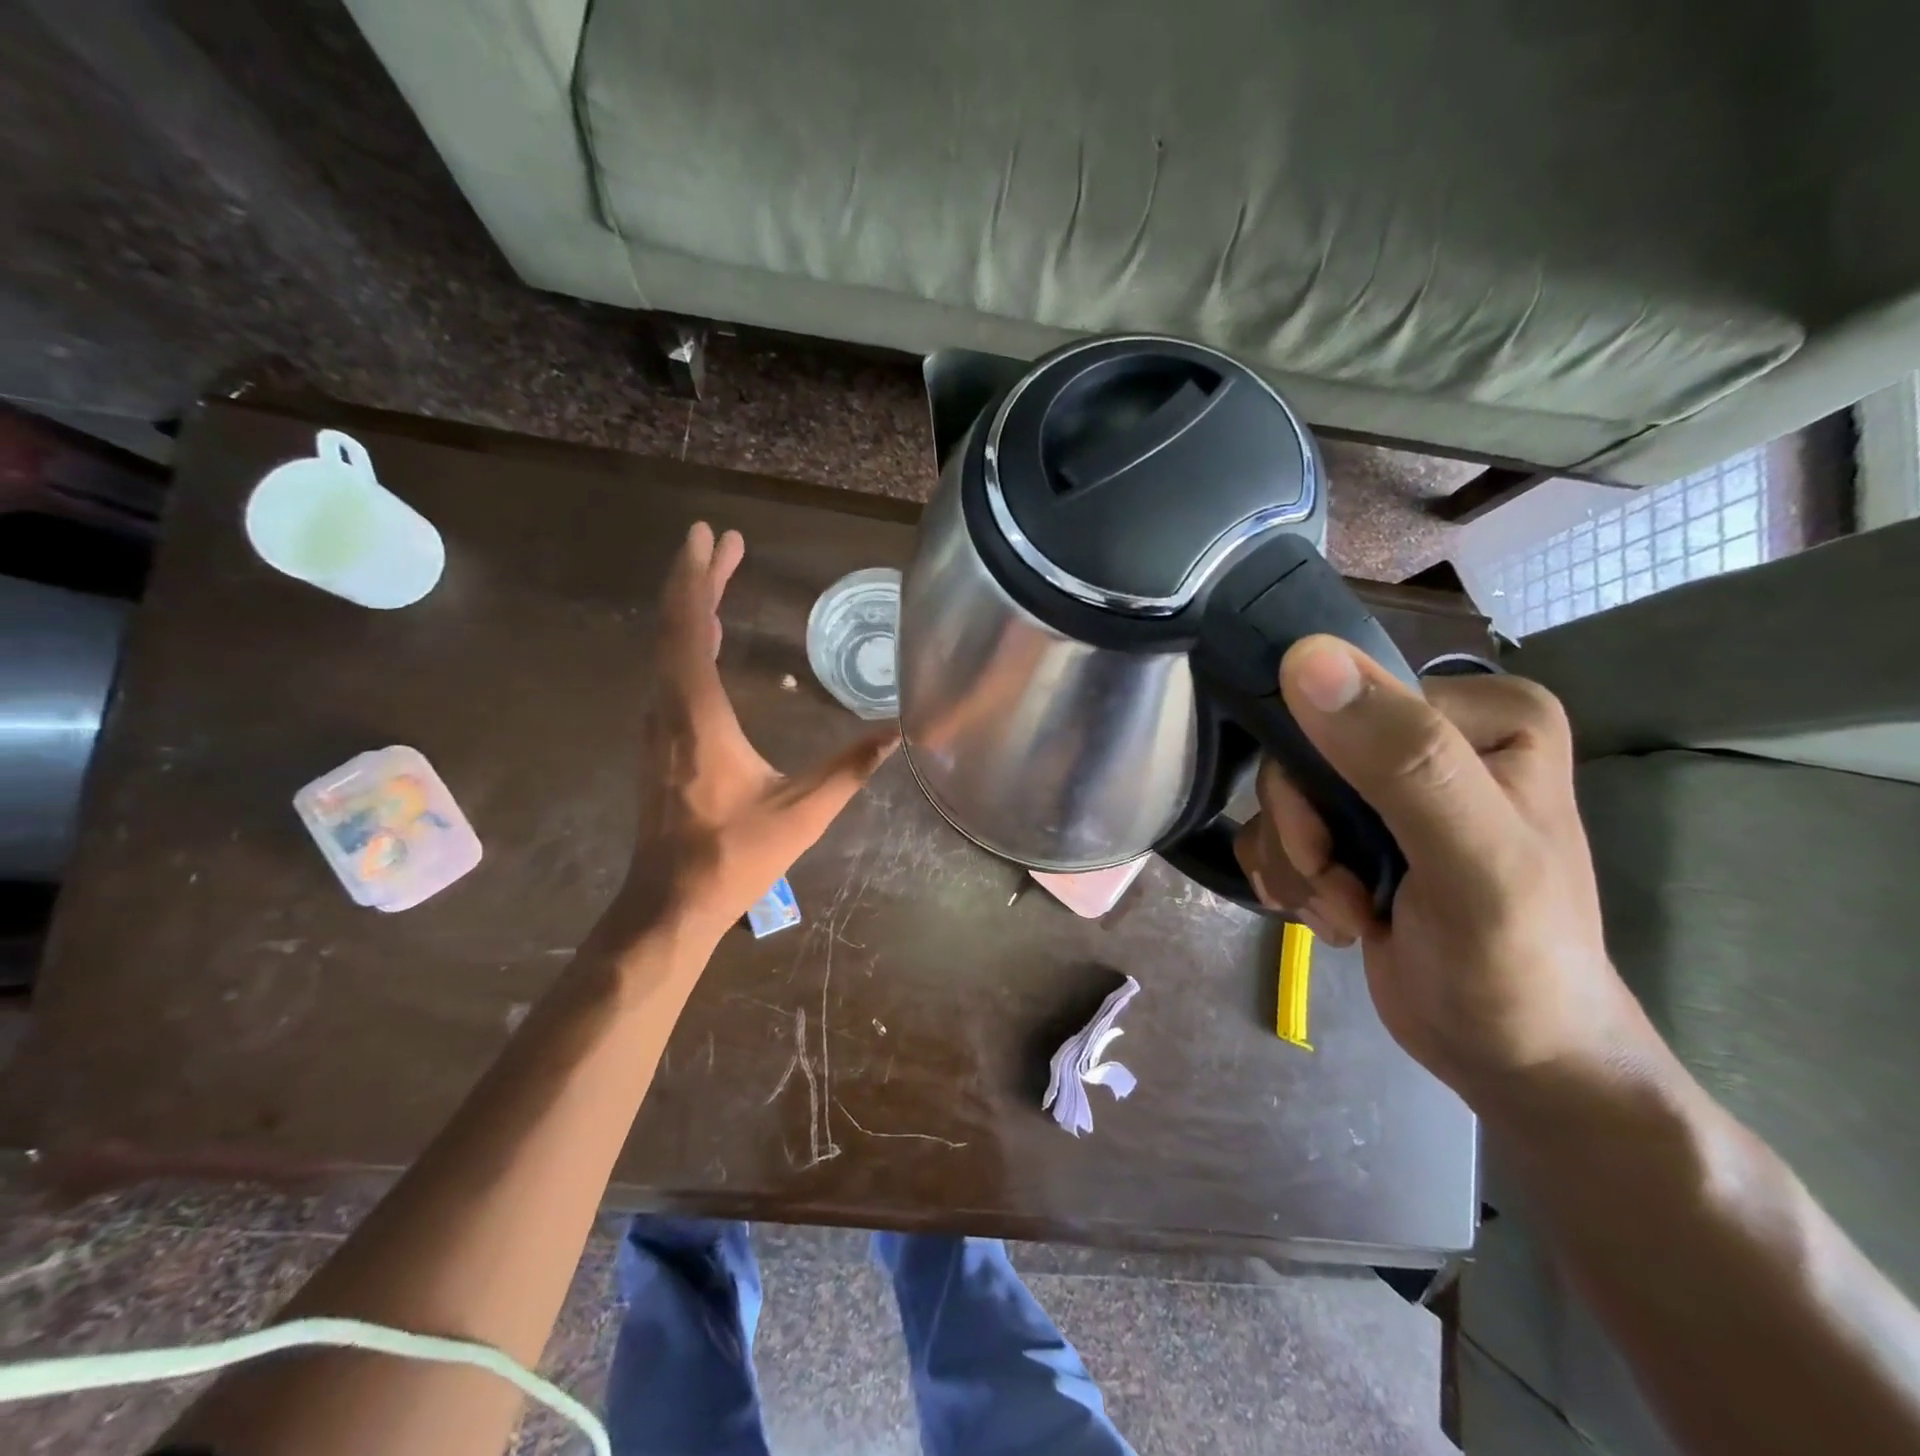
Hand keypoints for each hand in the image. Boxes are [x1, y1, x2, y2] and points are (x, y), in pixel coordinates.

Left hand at [604, 523, 896, 947]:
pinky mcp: (660, 744)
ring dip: (692, 608)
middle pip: (674, 628)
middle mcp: (668, 710)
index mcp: (698, 716)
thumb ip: (850, 769)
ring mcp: (658, 727)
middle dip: (696, 579)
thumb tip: (898, 732)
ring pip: (667, 650)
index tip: (711, 536)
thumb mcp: (802, 812)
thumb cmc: (734, 855)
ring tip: (718, 576)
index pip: (690, 629)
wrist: (669, 902)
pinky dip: (688, 642)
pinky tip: (709, 640)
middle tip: (721, 541)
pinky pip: (669, 674)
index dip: (699, 578)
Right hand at [1234, 636, 1658, 1101]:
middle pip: (1301, 755)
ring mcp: (1390, 783)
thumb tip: (1303, 657)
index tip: (1338, 854)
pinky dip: (1290, 879)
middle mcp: (1433, 733)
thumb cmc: (1515, 963)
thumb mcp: (1471, 860)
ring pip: (1280, 797)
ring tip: (1349, 915)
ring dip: (1297, 867)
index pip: (1341, 707)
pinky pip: (1277, 828)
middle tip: (1344, 894)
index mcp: (1482, 712)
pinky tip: (1334, 916)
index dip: (1314, 782)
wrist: (1514, 1059)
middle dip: (1305, 837)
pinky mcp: (1358, 827)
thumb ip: (1401, 757)